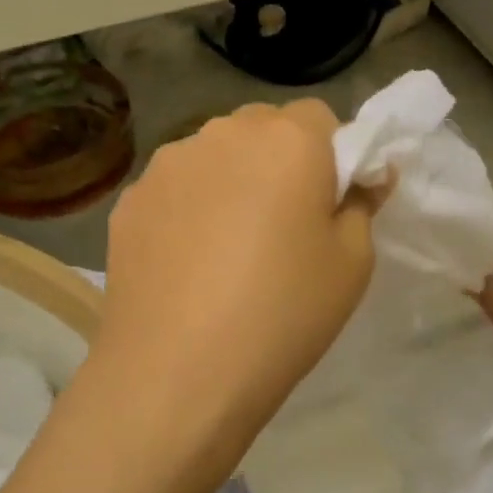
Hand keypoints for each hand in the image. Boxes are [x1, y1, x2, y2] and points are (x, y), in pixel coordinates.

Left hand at [88, 100, 378, 480]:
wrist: (178, 373)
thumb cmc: (283, 313)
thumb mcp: (352, 263)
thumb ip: (362, 204)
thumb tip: (362, 177)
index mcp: (288, 140)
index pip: (321, 119)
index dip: (332, 157)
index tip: (328, 204)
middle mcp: (223, 133)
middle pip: (263, 129)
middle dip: (280, 161)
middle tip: (282, 226)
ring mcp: (168, 164)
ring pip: (214, 156)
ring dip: (230, 180)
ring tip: (228, 248)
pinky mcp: (130, 199)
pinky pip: (175, 189)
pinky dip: (189, 209)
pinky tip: (187, 263)